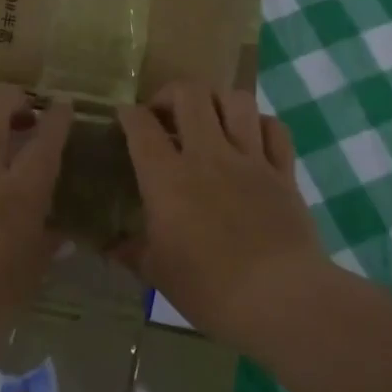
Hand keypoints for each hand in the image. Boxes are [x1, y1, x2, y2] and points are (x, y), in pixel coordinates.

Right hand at [117, 81, 325, 344]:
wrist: (280, 298)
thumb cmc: (209, 288)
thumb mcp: (157, 273)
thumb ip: (131, 251)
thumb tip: (109, 247)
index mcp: (167, 178)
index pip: (141, 126)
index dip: (128, 114)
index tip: (125, 118)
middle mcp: (207, 155)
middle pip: (190, 94)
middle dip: (171, 93)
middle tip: (165, 114)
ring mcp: (250, 159)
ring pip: (236, 100)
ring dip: (217, 101)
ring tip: (209, 119)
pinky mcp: (283, 172)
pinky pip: (275, 129)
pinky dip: (260, 124)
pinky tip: (250, 137)